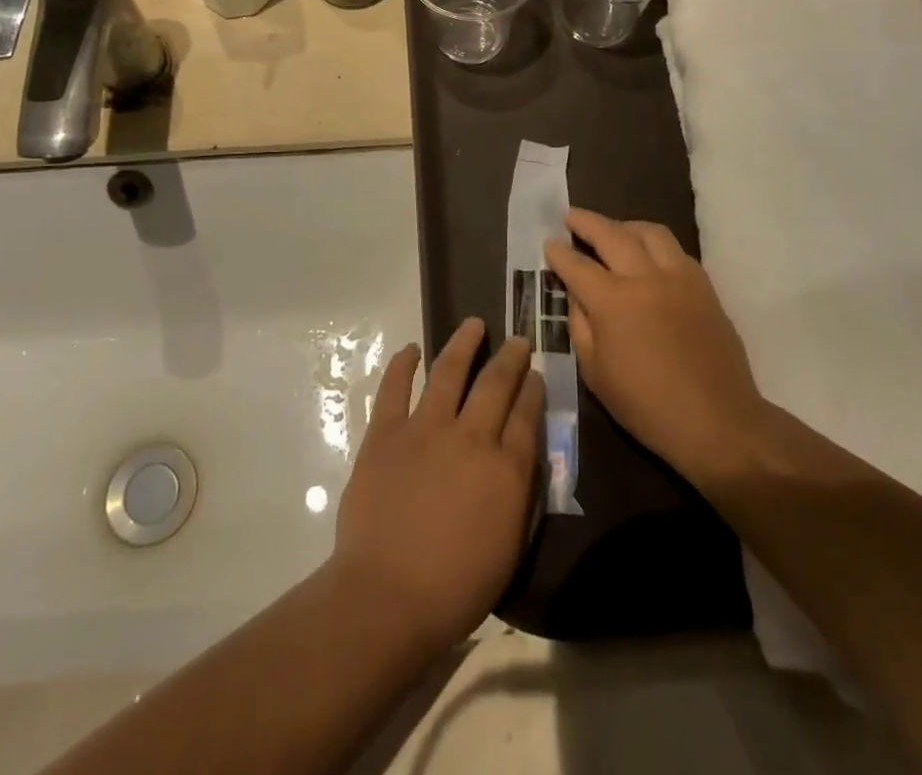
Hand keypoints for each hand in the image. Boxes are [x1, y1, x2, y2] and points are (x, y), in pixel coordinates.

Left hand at [331, 319, 542, 654]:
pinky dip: (402, 365)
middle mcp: (470, 437)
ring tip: (473, 324)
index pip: (526, 415)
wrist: (387, 596)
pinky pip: (395, 388)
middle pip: (495, 384)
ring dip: (463, 344)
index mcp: (505, 469)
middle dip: (510, 357)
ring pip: (449, 371)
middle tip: (517, 340)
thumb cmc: (455, 588)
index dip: (532, 388)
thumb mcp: (509, 548)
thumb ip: (520, 497)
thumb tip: (523, 460)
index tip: (535, 372)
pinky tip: (411, 350)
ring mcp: (425, 429)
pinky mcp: (386, 433)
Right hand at [545, 209, 766, 493]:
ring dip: (625, 225)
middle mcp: (644, 278)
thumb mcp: (595, 373)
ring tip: (613, 230)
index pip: (577, 265)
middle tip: (571, 216)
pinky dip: (655, 244)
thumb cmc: (646, 405)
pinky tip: (648, 254)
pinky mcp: (703, 286)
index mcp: (612, 302)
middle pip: (611, 234)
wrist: (717, 420)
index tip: (549, 242)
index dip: (559, 252)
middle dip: (587, 222)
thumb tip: (576, 295)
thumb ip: (581, 325)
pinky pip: (676, 250)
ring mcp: (678, 277)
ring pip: (649, 232)